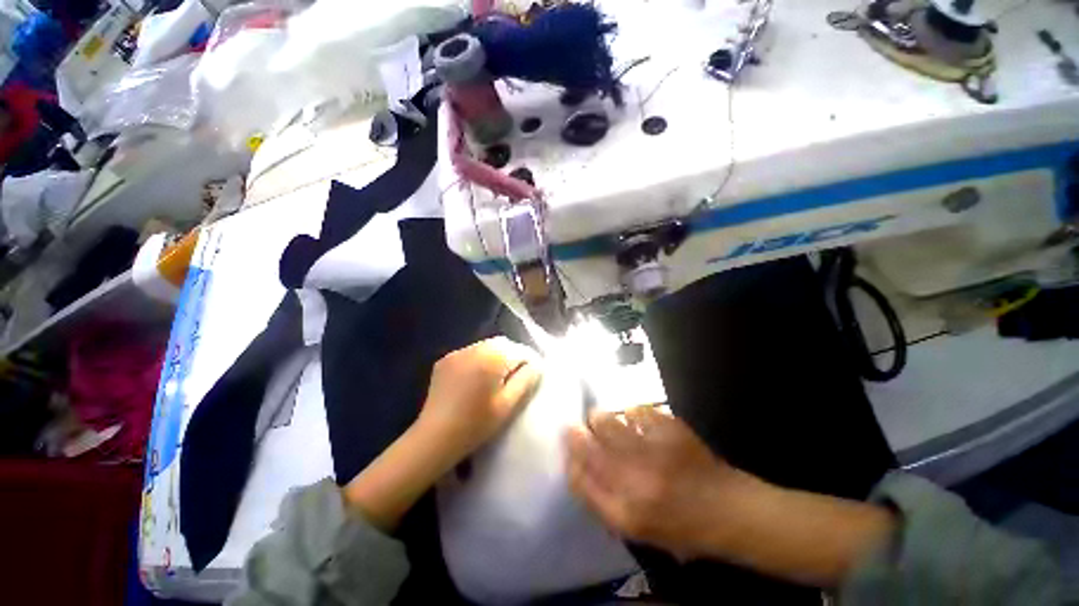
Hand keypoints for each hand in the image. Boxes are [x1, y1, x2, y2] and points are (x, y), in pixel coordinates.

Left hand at [417, 336, 541, 462]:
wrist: (434, 438)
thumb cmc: (476, 424)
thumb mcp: (509, 404)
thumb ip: (526, 379)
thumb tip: (536, 364)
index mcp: (492, 358)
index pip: (520, 350)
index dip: (529, 361)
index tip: (532, 376)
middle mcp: (474, 348)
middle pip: (502, 344)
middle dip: (513, 356)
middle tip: (516, 377)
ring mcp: (456, 353)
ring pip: (486, 346)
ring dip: (496, 356)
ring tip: (496, 377)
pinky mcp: (445, 361)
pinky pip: (470, 353)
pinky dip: (479, 360)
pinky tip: (476, 379)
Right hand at [565, 406, 744, 558]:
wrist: (726, 508)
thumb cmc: (678, 525)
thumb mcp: (634, 527)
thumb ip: (599, 499)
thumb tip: (575, 464)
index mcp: (623, 511)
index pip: (578, 475)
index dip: (570, 454)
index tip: (569, 440)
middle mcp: (633, 478)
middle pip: (587, 440)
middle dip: (582, 430)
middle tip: (590, 429)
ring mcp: (652, 449)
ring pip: (606, 419)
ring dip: (604, 419)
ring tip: (614, 425)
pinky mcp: (669, 427)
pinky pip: (635, 409)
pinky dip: (632, 414)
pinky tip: (640, 423)